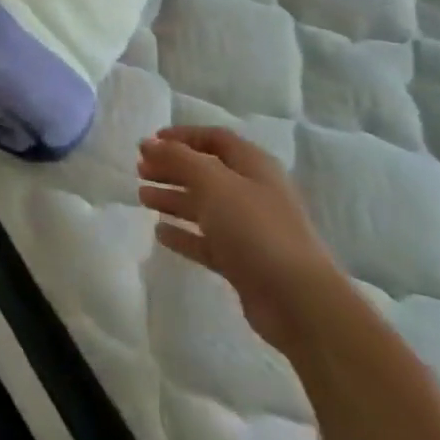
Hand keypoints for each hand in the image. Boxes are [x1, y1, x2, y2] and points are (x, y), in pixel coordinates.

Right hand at [138, 126, 343, 351]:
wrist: (299, 303)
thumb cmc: (255, 228)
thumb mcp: (213, 182)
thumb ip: (178, 158)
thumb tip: (148, 143)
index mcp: (253, 166)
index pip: (214, 138)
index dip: (182, 137)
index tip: (150, 142)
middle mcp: (253, 193)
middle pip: (206, 172)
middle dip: (172, 169)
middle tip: (140, 170)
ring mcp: (250, 230)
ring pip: (204, 206)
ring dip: (173, 199)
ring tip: (142, 198)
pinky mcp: (244, 263)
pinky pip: (207, 241)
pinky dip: (184, 234)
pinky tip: (160, 233)